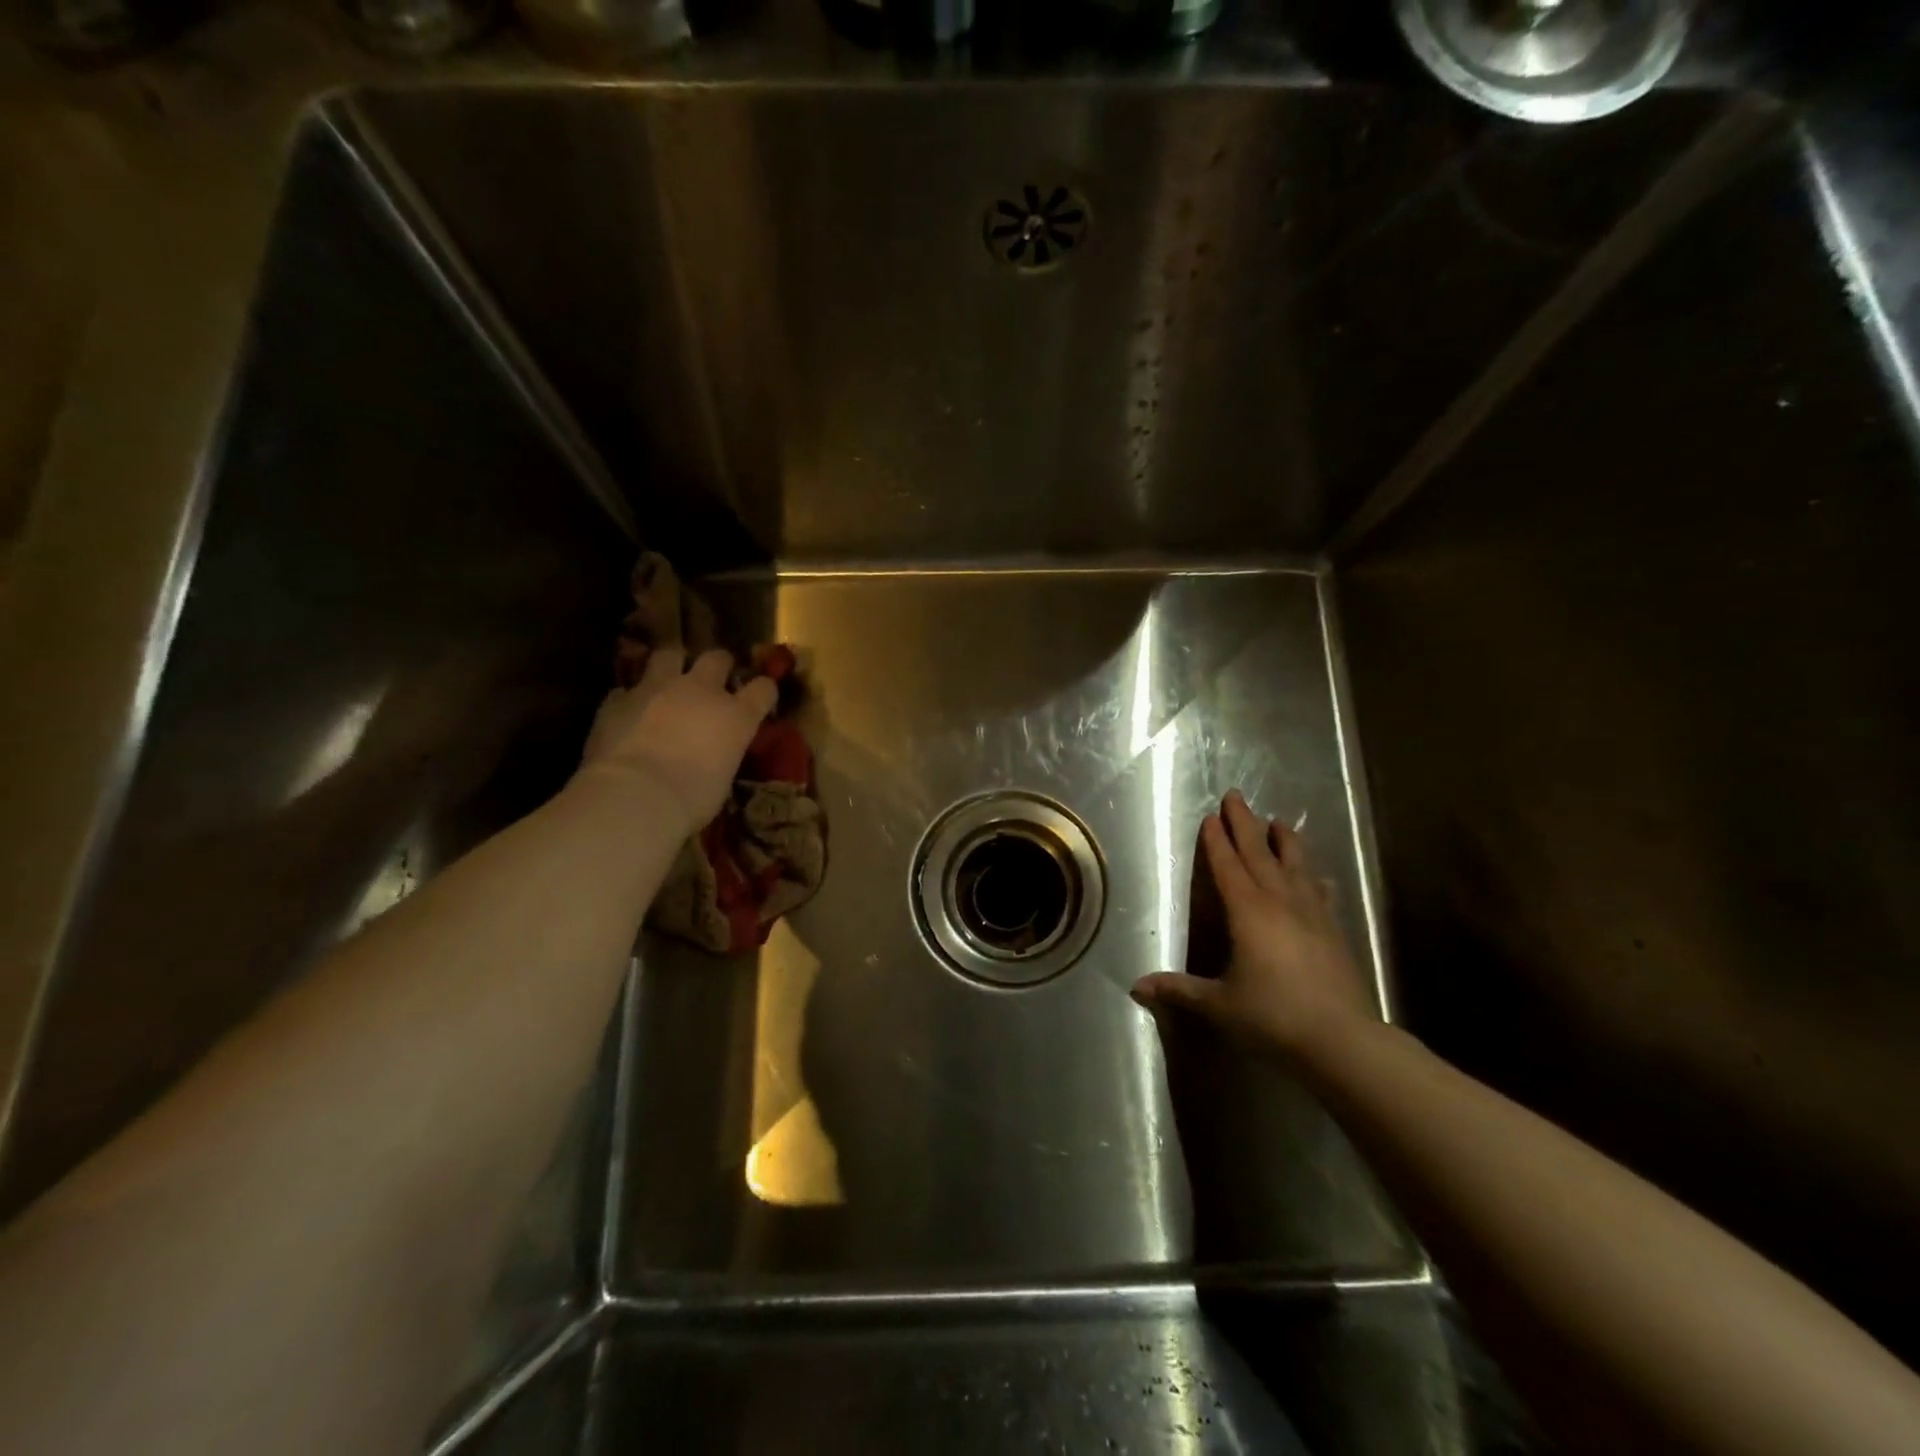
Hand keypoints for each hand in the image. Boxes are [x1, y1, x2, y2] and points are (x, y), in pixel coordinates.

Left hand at [578, 647, 777, 836]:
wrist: (636, 796)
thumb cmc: (692, 798)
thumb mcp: (723, 778)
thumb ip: (721, 753)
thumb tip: (713, 755)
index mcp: (736, 715)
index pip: (763, 689)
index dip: (763, 690)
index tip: (761, 697)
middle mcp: (700, 691)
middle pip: (717, 658)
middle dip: (719, 664)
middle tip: (715, 676)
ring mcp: (657, 689)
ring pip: (669, 655)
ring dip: (672, 665)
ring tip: (668, 678)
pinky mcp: (619, 699)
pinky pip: (627, 689)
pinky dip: (631, 699)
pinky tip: (629, 712)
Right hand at [1132, 789, 1377, 1062]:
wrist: (1343, 1040)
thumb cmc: (1273, 1016)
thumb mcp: (1219, 1004)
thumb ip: (1179, 990)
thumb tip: (1135, 987)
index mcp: (1248, 912)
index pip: (1228, 866)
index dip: (1217, 841)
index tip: (1210, 816)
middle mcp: (1280, 902)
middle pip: (1259, 853)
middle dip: (1245, 824)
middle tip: (1236, 796)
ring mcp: (1312, 913)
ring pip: (1295, 865)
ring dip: (1284, 841)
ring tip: (1278, 821)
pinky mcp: (1333, 930)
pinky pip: (1321, 893)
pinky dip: (1314, 878)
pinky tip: (1317, 876)